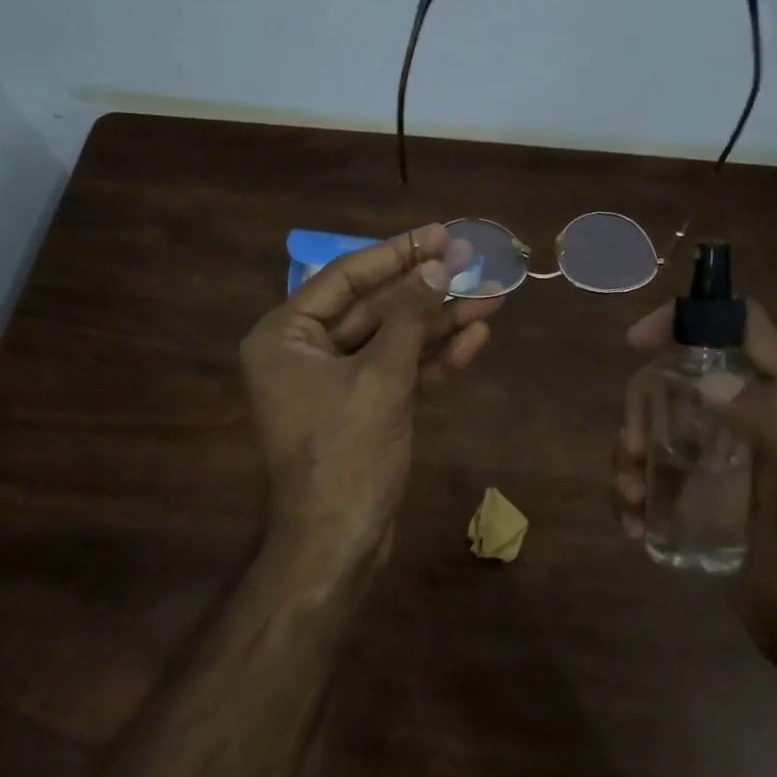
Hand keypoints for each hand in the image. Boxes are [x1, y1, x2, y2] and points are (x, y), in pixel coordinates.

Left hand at [241, 222, 496, 568]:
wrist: (339, 543)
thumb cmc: (346, 454)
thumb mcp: (381, 377)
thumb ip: (409, 317)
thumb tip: (438, 265)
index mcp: (285, 336)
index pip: (346, 278)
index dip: (397, 254)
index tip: (439, 233)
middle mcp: (305, 352)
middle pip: (375, 307)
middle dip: (427, 290)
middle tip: (474, 262)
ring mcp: (336, 382)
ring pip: (393, 340)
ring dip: (440, 323)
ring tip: (492, 298)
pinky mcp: (364, 408)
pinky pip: (400, 372)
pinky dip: (434, 359)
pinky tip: (474, 338)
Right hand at [613, 298, 776, 678]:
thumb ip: (775, 427)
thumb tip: (706, 383)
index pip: (741, 325)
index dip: (690, 317)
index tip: (637, 342)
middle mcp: (755, 413)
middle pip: (682, 373)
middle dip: (644, 403)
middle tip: (631, 449)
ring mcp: (726, 450)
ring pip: (660, 418)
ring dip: (630, 450)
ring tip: (630, 496)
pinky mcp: (704, 484)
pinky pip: (655, 464)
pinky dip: (634, 485)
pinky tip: (633, 521)